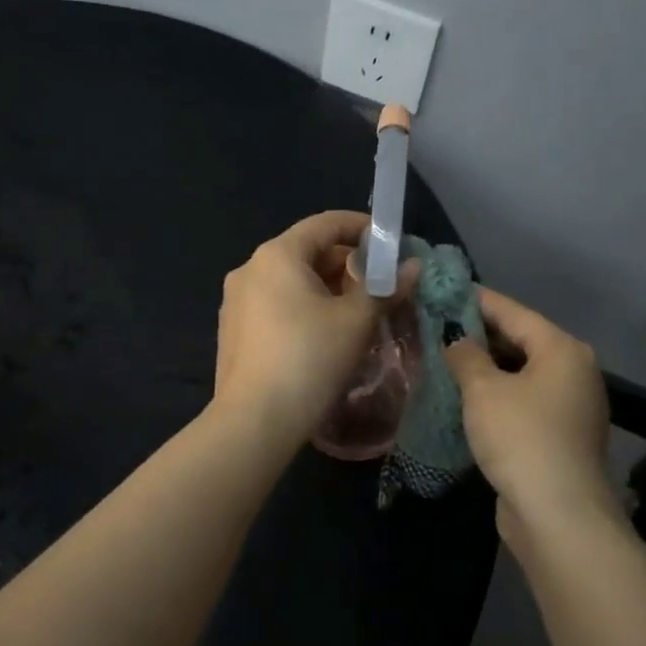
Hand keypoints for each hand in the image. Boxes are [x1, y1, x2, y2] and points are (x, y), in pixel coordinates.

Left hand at [212, 211, 410, 444]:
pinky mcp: (234, 332)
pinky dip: (304, 309)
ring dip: (327, 290)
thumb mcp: (356, 321)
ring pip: (291, 282)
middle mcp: (249, 269)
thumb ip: (384, 288)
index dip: (362, 227)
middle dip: (347, 265)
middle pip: (306, 252)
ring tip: (359, 314)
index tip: (391, 244)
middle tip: (381, 287)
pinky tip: (325, 336)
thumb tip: (412, 268)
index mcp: (276, 255)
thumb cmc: (309, 359)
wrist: (254, 422)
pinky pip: (275, 306)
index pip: (325, 223)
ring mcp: (236, 302)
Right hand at [444, 287, 620, 553]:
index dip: (477, 300)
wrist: (557, 514)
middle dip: (479, 334)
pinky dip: (497, 395)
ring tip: (444, 359)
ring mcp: (570, 406)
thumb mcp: (484, 390)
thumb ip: (466, 356)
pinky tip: (465, 398)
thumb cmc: (520, 437)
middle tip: (437, 325)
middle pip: (520, 341)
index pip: (513, 312)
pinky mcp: (559, 435)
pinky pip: (523, 401)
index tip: (444, 290)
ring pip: (521, 374)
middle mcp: (573, 371)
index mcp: (562, 350)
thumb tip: (456, 341)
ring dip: (486, 368)